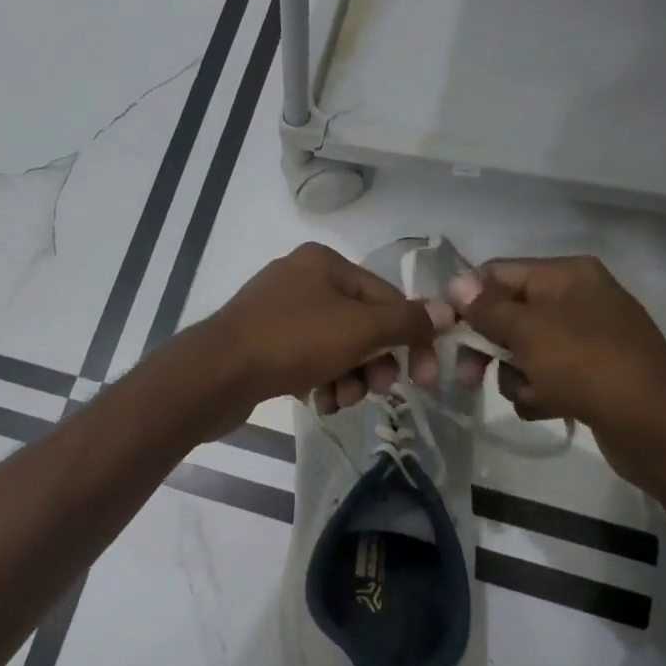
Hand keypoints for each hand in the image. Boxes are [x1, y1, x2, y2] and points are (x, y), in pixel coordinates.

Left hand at [208, 243, 451, 415]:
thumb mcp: (359, 329)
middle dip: (374, 361)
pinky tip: (319, 402)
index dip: (411, 337)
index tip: (425, 378)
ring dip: (349, 377)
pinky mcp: (261, 343)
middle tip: (377, 391)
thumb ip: (406, 322)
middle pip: (360, 323)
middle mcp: (301, 279)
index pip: (386, 297)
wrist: (217, 373)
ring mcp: (277, 312)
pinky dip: (320, 381)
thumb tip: (448, 311)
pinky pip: (306, 360)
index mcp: (324, 263)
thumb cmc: (293, 341)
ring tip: (341, 400)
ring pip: (334, 346)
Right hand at [448, 256, 665, 487]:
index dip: (468, 300)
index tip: (446, 332)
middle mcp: (576, 299)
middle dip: (487, 346)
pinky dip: (538, 393)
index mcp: (566, 275)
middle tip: (468, 375)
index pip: (497, 274)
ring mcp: (585, 339)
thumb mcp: (527, 330)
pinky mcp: (591, 375)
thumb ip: (487, 307)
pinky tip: (547, 407)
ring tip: (528, 394)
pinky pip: (545, 377)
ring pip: (522, 351)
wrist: (655, 424)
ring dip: (513, 376)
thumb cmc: (586, 364)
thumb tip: (456, 283)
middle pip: (508, 315)